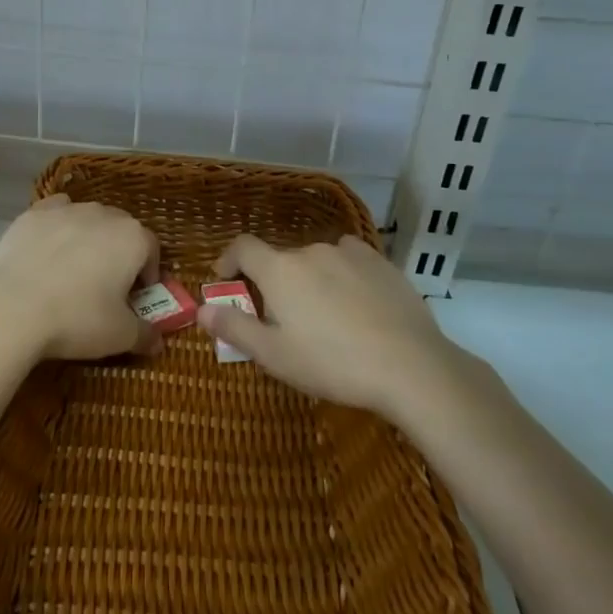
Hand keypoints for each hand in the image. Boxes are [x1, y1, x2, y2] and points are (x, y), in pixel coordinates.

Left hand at [0, 196, 162, 362]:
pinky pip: (56, 213)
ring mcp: (66, 210)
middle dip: (119, 253)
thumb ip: (145, 334)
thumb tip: (158, 341)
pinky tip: (49, 249)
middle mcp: (103, 214)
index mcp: (132, 238)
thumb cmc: (77, 320)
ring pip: (88, 219)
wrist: (12, 309)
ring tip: (75, 269)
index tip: (137, 295)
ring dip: (89, 238)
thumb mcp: (120, 336)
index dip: (148, 272)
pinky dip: (59, 226)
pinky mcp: (33, 214)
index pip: (151, 249)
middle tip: (108, 284)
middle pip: (121, 229)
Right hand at [199, 234, 498, 419]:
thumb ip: (235, 329)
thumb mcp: (275, 356)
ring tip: (324, 318)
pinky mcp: (381, 262)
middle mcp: (310, 250)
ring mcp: (349, 253)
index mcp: (279, 270)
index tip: (225, 280)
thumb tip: (202, 310)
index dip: (229, 260)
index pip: (243, 247)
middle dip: (274, 283)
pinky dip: (342, 275)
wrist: (410, 366)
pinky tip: (356, 305)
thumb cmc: (332, 363)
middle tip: (281, 320)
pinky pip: (349, 260)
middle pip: (281, 260)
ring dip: (310, 280)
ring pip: (316, 261)